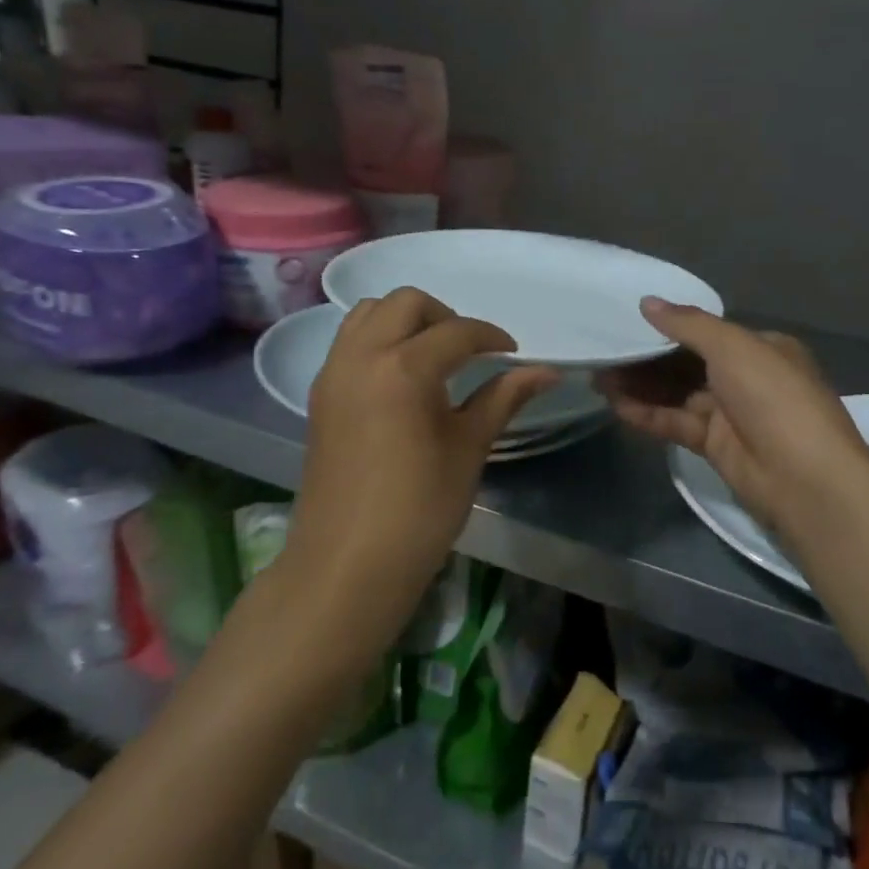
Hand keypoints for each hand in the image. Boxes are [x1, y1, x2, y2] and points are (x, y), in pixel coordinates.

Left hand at [281, 289, 554, 623]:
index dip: (491, 337)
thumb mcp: (469, 448)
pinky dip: (379, 340)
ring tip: (435, 358)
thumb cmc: (419, 509)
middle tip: (471, 352)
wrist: (347, 565)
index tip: (512, 354)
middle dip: (445, 316)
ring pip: (368, 314)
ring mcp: (334, 374)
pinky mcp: (320, 395)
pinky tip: (403, 379)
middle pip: (405, 303)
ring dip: (406, 321)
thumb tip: (548, 372)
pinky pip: (349, 342)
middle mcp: (362, 356)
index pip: (457, 332)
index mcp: (403, 368)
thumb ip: (504, 398)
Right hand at [600, 298, 868, 545]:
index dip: (669, 328)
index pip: (708, 333)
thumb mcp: (733, 347)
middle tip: (605, 354)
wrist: (804, 478)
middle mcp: (747, 377)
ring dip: (642, 387)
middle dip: (648, 359)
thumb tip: (648, 302)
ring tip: (599, 379)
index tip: (630, 324)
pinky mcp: (716, 446)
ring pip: (678, 394)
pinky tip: (617, 406)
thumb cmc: (773, 396)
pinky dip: (649, 414)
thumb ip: (688, 324)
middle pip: (688, 363)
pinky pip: (677, 423)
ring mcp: (731, 414)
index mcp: (762, 348)